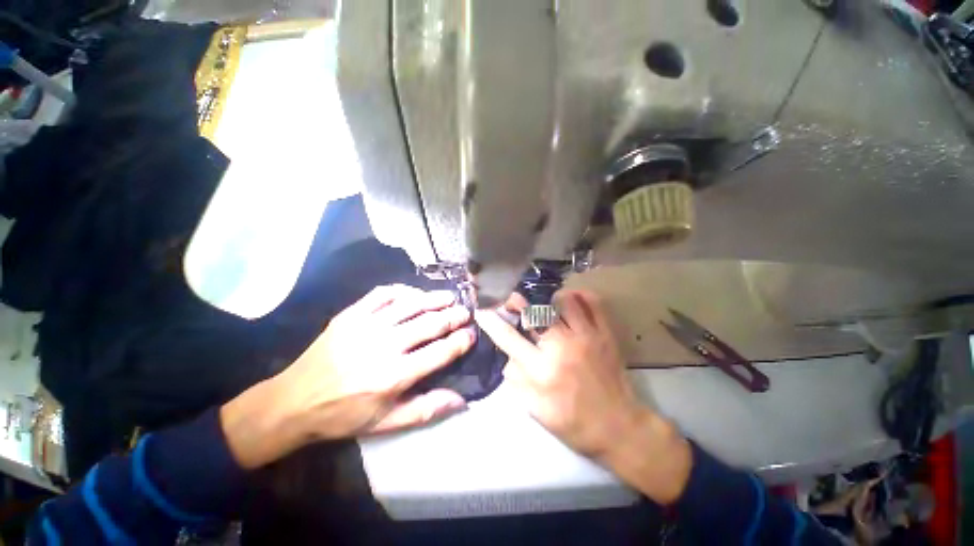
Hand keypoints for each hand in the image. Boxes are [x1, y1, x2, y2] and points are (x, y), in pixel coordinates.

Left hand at [222, 285, 475, 468]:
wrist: (294, 401)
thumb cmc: (344, 414)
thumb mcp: (386, 423)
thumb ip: (426, 409)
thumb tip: (462, 400)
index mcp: (395, 375)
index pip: (440, 352)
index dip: (461, 341)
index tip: (472, 333)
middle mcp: (384, 346)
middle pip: (429, 323)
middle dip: (453, 315)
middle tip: (465, 311)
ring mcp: (366, 326)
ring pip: (410, 304)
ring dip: (434, 299)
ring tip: (449, 297)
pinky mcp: (350, 315)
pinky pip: (383, 294)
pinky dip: (403, 290)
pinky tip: (413, 294)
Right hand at [475, 289, 691, 503]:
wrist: (619, 428)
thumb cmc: (574, 422)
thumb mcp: (535, 409)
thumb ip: (516, 379)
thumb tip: (508, 355)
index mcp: (542, 370)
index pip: (509, 338)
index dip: (492, 322)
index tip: (482, 310)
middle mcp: (562, 347)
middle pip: (535, 312)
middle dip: (518, 302)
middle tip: (513, 302)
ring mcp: (587, 337)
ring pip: (564, 302)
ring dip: (548, 300)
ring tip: (543, 305)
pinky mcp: (605, 335)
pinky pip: (594, 304)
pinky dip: (580, 296)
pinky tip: (571, 298)